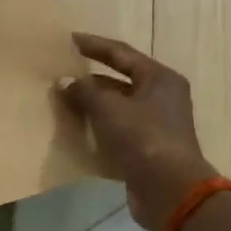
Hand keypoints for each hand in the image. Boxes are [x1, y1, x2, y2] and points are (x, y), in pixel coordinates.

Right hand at [56, 33, 217, 230]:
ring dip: (91, 104)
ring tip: (62, 100)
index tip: (69, 39)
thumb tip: (64, 81)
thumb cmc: (142, 138)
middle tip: (61, 73)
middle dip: (90, 79)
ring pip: (117, 107)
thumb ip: (83, 91)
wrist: (169, 190)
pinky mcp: (147, 148)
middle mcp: (161, 97)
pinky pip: (116, 130)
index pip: (121, 53)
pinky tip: (75, 128)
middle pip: (120, 80)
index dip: (94, 45)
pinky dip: (97, 127)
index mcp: (159, 79)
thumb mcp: (108, 108)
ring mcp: (156, 125)